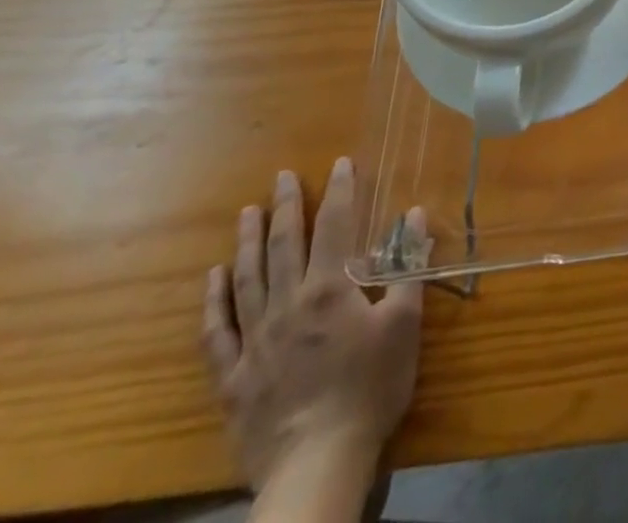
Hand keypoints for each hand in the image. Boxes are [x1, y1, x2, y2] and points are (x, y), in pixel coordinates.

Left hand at [201, 157, 426, 498]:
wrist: (318, 463)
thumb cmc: (371, 387)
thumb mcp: (406, 323)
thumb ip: (409, 267)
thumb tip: (414, 216)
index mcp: (330, 288)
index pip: (334, 225)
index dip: (339, 191)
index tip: (340, 164)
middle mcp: (288, 304)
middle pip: (284, 245)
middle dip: (286, 206)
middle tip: (283, 176)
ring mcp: (255, 340)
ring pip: (247, 279)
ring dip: (248, 242)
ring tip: (248, 212)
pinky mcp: (234, 377)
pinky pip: (217, 332)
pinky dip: (214, 301)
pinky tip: (213, 278)